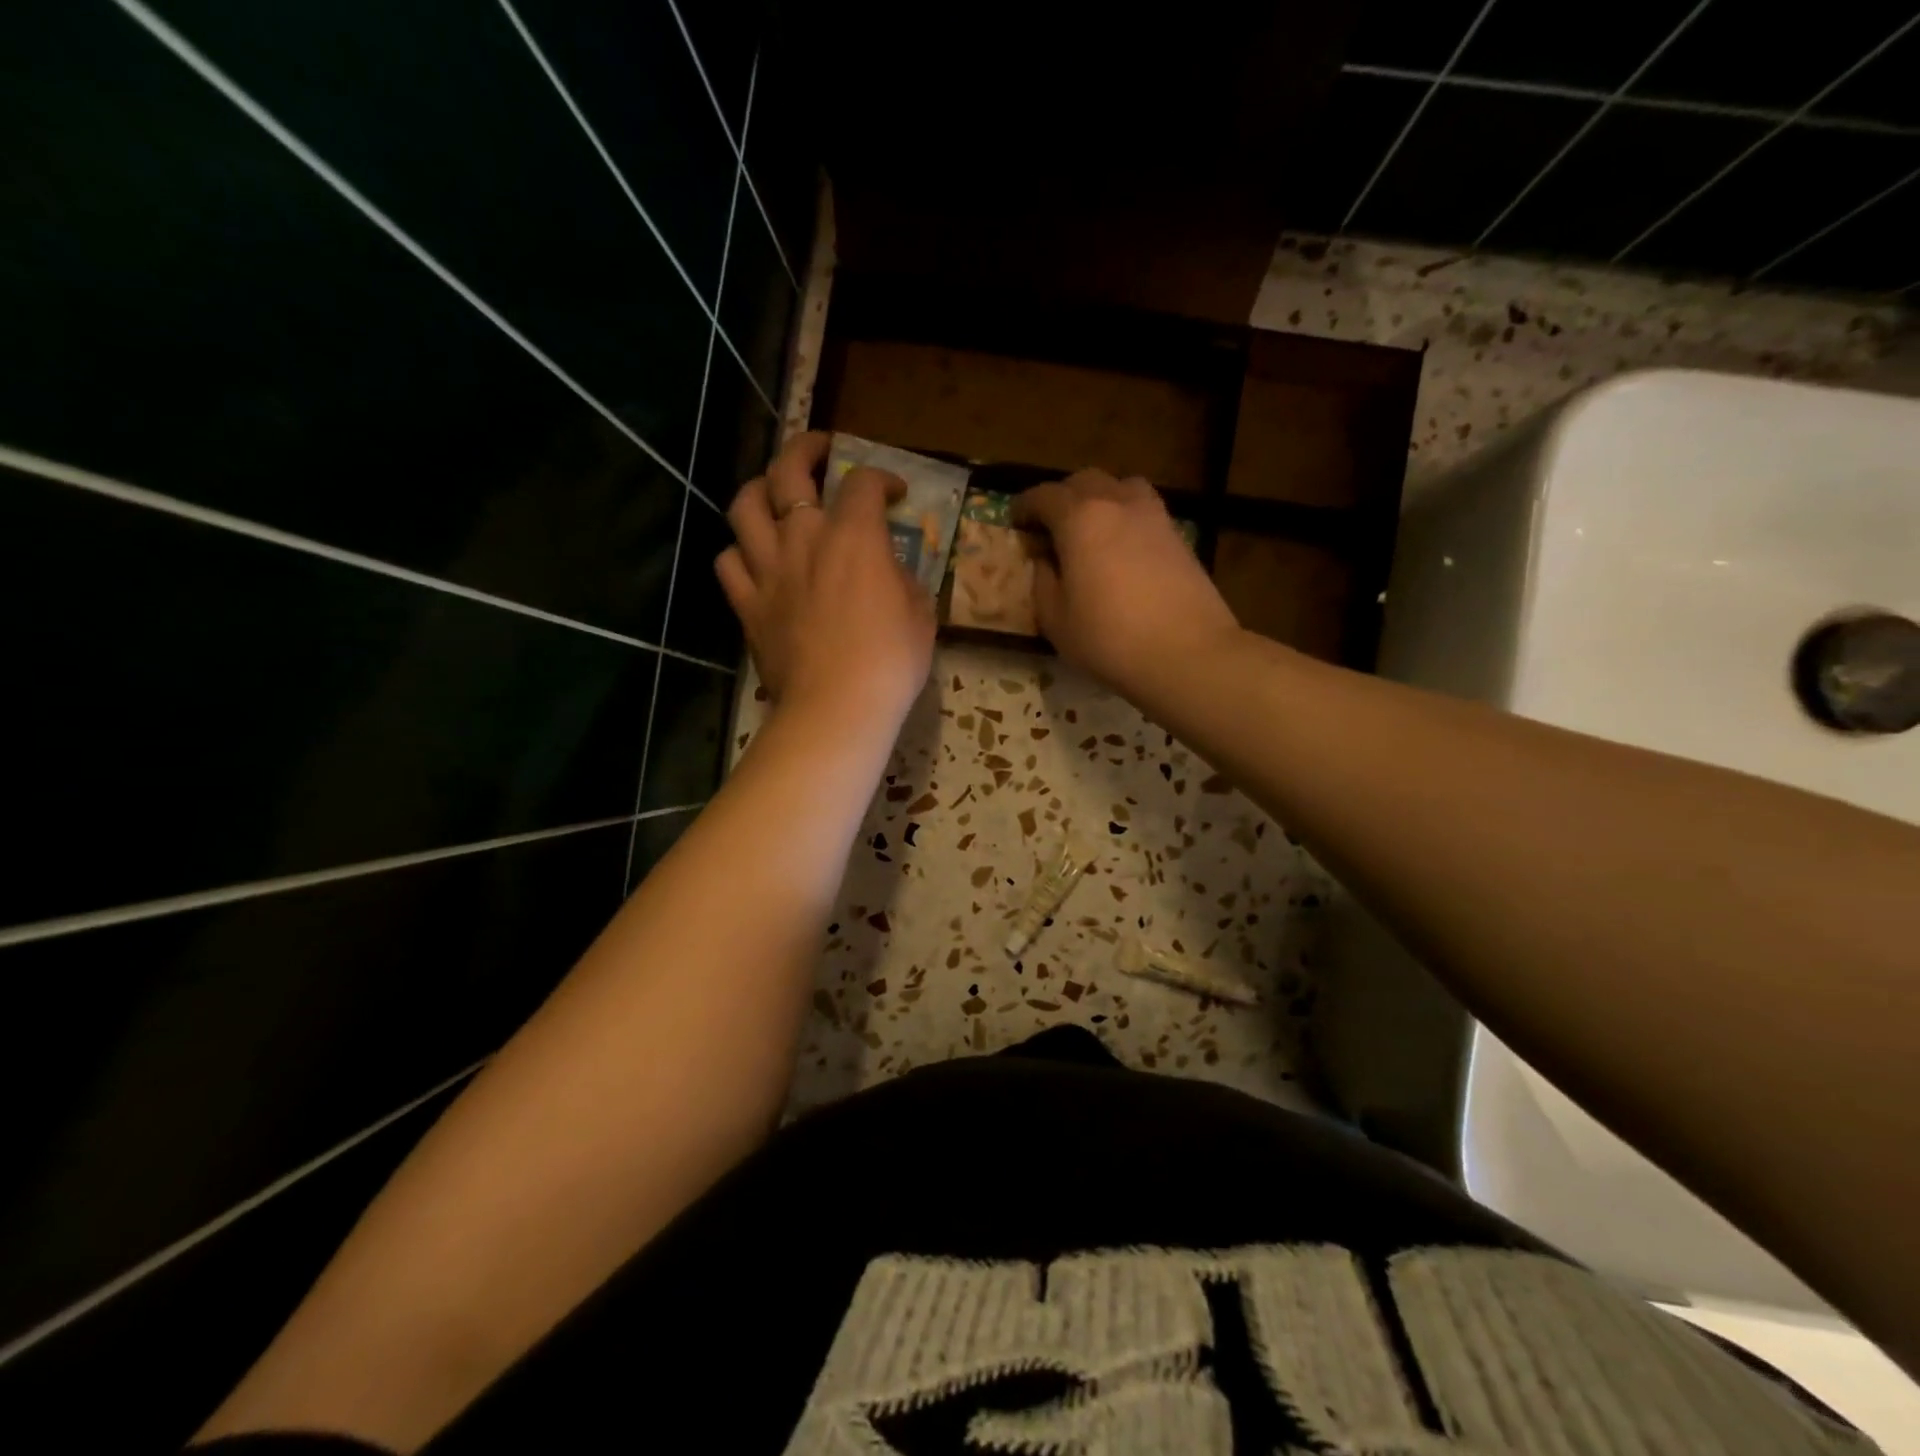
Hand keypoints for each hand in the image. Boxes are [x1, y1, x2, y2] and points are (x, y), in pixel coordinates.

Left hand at [716, 432, 935, 725]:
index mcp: (854, 536)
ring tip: (774, 493)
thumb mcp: (919, 614)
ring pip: (745, 505)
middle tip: (820, 451)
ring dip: (760, 489)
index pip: (863, 483)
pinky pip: (728, 561)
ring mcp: (768, 569)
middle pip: (789, 470)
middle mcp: (803, 537)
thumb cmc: (890, 661)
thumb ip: (903, 580)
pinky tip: (754, 558)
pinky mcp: (747, 603)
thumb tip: (891, 572)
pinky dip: (739, 552)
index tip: (895, 493)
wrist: (837, 706)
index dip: (882, 478)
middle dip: (806, 449)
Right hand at [1013, 470, 1239, 691]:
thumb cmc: (1109, 639)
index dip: (1025, 506)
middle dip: (1062, 497)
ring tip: (1091, 528)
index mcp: (1080, 519)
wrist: (1187, 652)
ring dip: (1100, 498)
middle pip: (1085, 481)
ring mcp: (1154, 516)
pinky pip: (1144, 510)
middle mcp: (1117, 503)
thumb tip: (1045, 562)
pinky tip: (1121, 548)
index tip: (1015, 522)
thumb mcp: (1056, 620)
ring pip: (1121, 486)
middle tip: (1050, 525)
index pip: (1044, 496)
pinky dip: (1126, 517)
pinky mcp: (1178, 535)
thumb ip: (1043, 583)